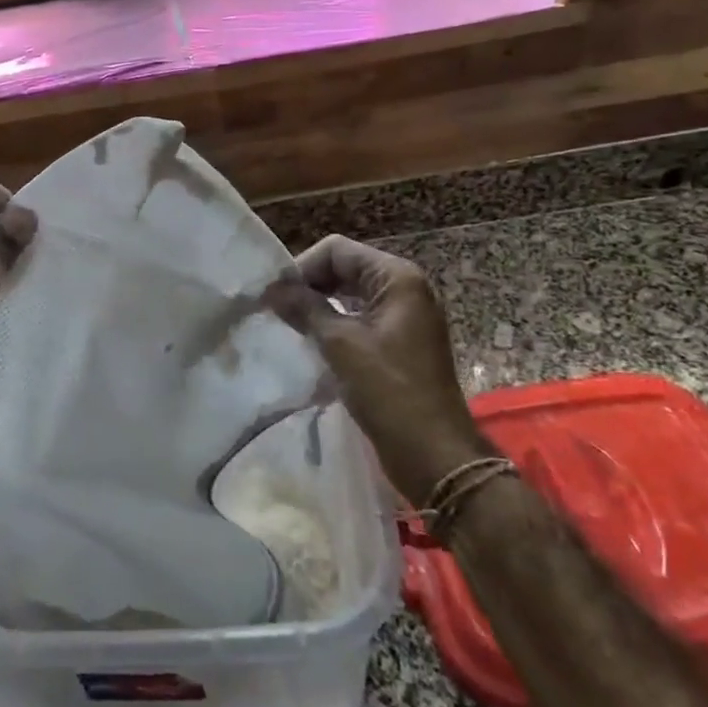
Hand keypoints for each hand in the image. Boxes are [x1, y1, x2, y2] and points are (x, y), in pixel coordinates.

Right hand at [267, 236, 490, 504]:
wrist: (435, 455)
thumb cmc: (389, 391)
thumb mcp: (340, 344)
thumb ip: (305, 308)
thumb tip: (272, 288)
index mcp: (397, 278)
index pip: (337, 251)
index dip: (303, 267)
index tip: (274, 296)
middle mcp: (405, 289)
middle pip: (345, 269)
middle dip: (310, 285)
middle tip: (277, 310)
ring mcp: (405, 317)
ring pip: (351, 296)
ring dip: (320, 306)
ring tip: (290, 326)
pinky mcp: (401, 343)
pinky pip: (361, 319)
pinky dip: (336, 325)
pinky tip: (313, 344)